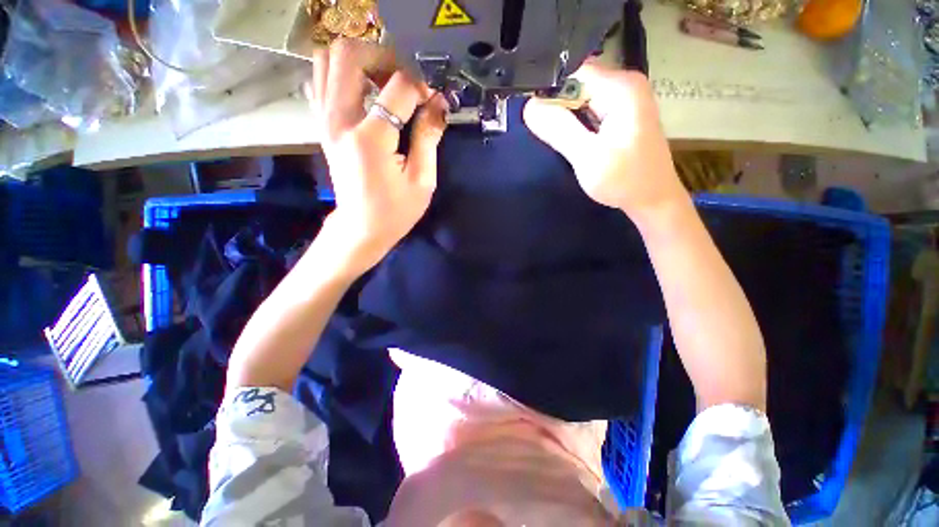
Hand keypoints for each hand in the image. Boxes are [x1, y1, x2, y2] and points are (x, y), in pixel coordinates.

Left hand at [309, 39, 447, 273]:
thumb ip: (429, 137)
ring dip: (361, 61)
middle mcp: (341, 121)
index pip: (398, 87)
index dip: (421, 87)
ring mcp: (325, 120)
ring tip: (384, 83)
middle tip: (404, 80)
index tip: (432, 102)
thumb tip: (438, 103)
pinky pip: (321, 80)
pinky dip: (341, 74)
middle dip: (384, 57)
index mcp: (371, 139)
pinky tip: (363, 92)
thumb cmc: (396, 211)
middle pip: (350, 55)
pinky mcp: (322, 125)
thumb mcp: (422, 180)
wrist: (361, 228)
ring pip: (329, 60)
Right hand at [523, 61, 686, 218]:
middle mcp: (624, 85)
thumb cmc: (624, 180)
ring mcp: (624, 100)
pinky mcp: (620, 115)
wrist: (652, 199)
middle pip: (576, 84)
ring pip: (580, 98)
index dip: (548, 90)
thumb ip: (560, 130)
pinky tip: (570, 140)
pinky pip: (588, 110)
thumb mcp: (588, 157)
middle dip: (555, 106)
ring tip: (554, 138)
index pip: (573, 72)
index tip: (532, 115)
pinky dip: (574, 123)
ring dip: (563, 117)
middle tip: (541, 132)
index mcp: (621, 87)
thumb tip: (529, 107)